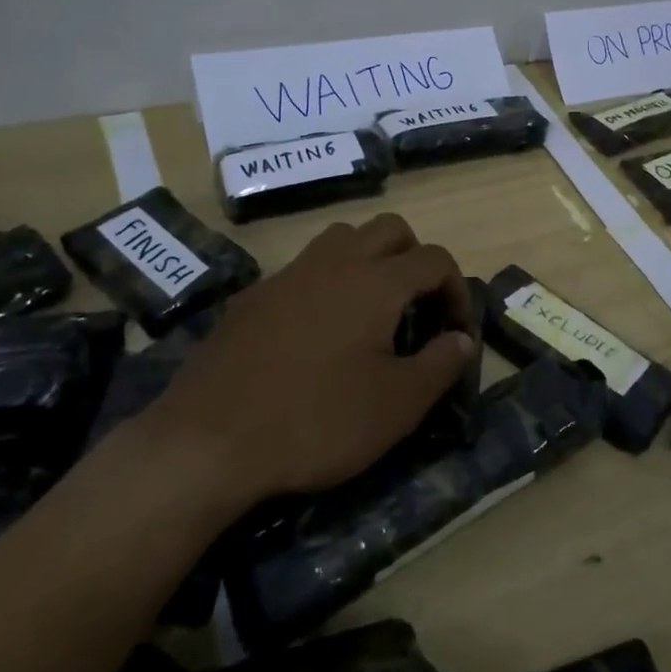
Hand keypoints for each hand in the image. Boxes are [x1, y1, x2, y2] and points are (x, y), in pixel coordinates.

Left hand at [136, 214, 476, 503]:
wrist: (207, 442)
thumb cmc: (316, 422)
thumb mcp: (396, 406)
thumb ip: (440, 365)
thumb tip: (463, 340)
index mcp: (376, 282)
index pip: (435, 259)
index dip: (457, 290)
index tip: (455, 333)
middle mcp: (334, 263)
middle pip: (389, 229)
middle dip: (415, 258)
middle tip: (418, 307)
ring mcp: (288, 276)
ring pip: (341, 238)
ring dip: (368, 259)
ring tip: (371, 310)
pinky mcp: (252, 297)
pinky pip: (301, 269)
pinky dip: (325, 283)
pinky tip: (315, 333)